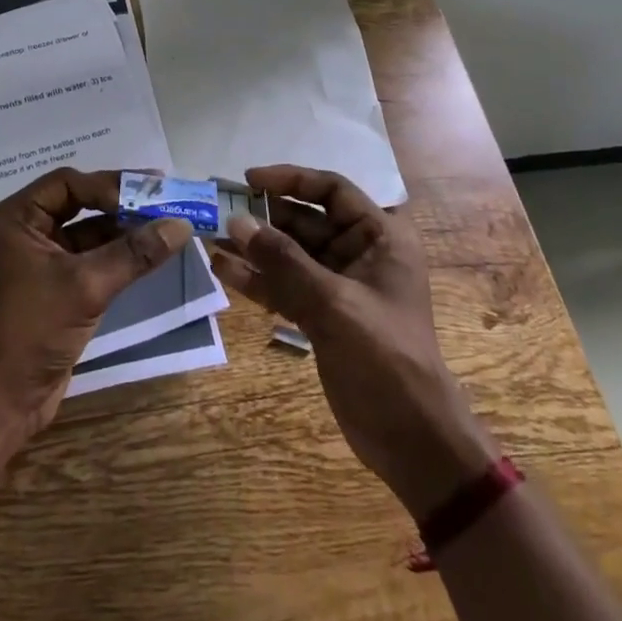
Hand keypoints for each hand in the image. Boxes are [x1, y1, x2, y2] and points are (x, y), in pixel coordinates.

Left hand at [0, 168, 192, 445]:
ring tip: (165, 225)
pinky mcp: (52, 285)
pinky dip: (116, 255)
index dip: (110, 185)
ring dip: (122, 230)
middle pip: (77, 203)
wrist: (4, 400)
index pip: (68, 184)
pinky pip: (87, 258)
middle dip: (120, 204)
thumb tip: (181, 225)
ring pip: (85, 232)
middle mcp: (22, 231)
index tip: (151, 190)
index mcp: (15, 218)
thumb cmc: (34, 330)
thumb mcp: (86, 287)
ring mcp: (37, 259)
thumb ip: (133, 253)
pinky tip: (148, 254)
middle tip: (164, 199)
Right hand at [212, 164, 497, 517]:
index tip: (248, 180)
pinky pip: (283, 285)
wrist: (412, 440)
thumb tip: (235, 221)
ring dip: (252, 247)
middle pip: (304, 220)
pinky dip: (255, 278)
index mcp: (380, 237)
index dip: (290, 179)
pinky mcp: (320, 314)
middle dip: (261, 216)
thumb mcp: (332, 303)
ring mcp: (338, 285)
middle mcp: (359, 253)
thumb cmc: (384, 358)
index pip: (331, 190)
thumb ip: (282, 260)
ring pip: (288, 253)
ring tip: (209, 237)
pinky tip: (221, 269)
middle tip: (216, 210)